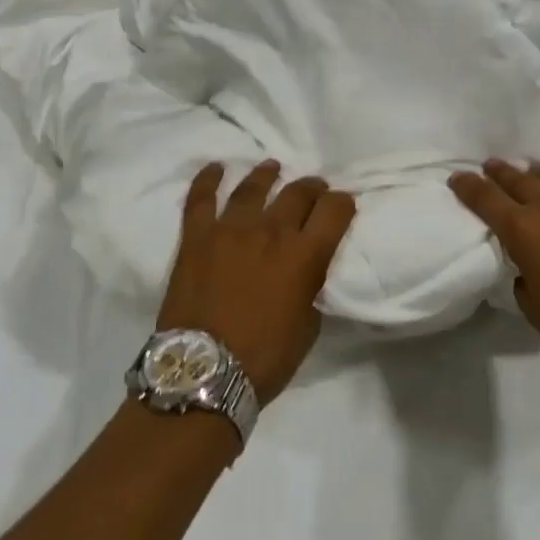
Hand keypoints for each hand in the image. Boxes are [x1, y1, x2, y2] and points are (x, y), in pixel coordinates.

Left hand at [159, 160, 356, 401]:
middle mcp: (271, 231)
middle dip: (312, 188)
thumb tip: (304, 274)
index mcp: (305, 255)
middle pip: (297, 193)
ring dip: (267, 175)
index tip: (343, 206)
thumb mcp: (307, 327)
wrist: (203, 371)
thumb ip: (309, 290)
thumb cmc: (264, 358)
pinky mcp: (196, 238)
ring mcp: (230, 230)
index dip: (343, 204)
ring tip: (273, 168)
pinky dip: (207, 180)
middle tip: (314, 189)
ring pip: (253, 188)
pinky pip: (201, 199)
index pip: (334, 210)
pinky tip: (215, 167)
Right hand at [449, 159, 539, 365]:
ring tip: (533, 171)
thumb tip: (528, 263)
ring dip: (539, 173)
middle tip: (492, 166)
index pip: (484, 198)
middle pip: (517, 179)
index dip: (467, 186)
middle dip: (500, 172)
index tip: (457, 178)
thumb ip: (522, 272)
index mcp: (521, 230)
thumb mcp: (530, 302)